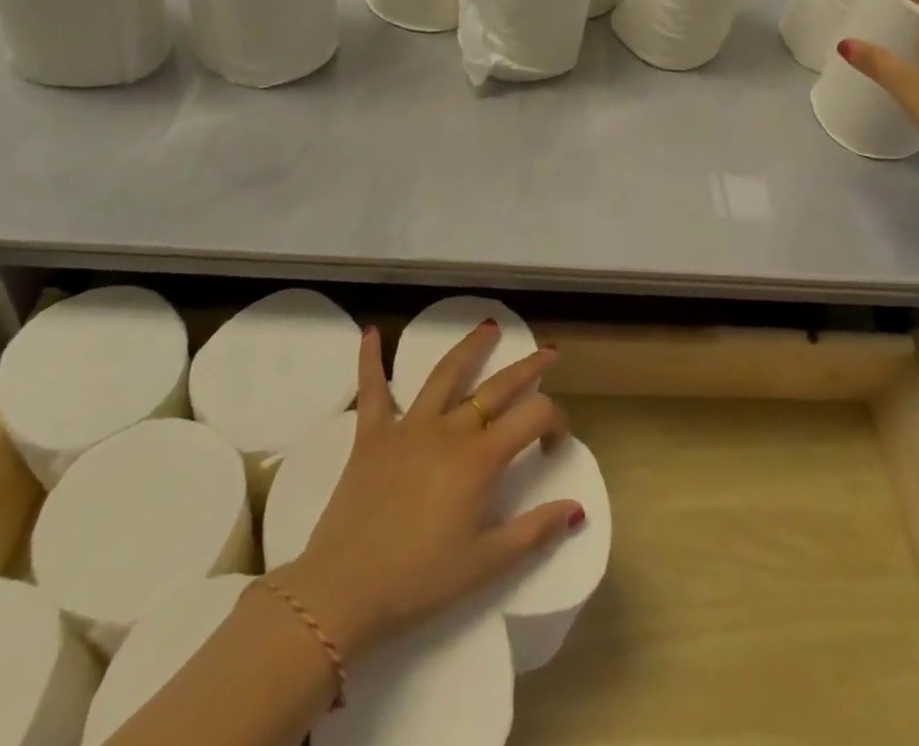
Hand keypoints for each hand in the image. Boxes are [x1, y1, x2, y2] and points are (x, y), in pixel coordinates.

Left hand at [267, 325, 580, 663]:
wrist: (342, 591)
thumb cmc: (419, 581)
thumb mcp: (485, 566)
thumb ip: (534, 532)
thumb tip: (576, 508)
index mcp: (481, 459)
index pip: (534, 417)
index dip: (555, 422)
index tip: (554, 445)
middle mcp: (450, 429)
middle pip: (497, 387)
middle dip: (528, 368)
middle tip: (547, 352)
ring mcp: (409, 426)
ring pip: (446, 374)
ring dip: (470, 348)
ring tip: (488, 327)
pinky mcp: (372, 435)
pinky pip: (372, 389)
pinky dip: (371, 359)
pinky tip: (371, 333)